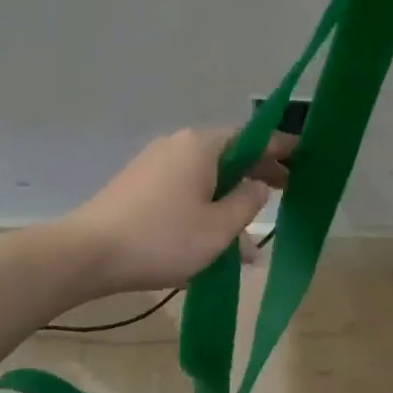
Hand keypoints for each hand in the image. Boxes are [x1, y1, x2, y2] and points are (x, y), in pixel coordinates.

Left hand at [64, 128, 292, 294]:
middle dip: (258, 177)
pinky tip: (216, 247)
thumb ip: (247, 202)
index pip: (253, 138)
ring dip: (231, 205)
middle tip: (288, 192)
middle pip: (229, 156)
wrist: (87, 254)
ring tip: (251, 246)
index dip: (281, 147)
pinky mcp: (139, 188)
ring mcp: (155, 166)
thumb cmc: (162, 238)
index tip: (304, 155)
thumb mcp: (218, 227)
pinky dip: (205, 211)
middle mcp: (178, 147)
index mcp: (201, 146)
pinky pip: (184, 193)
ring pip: (207, 180)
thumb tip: (259, 185)